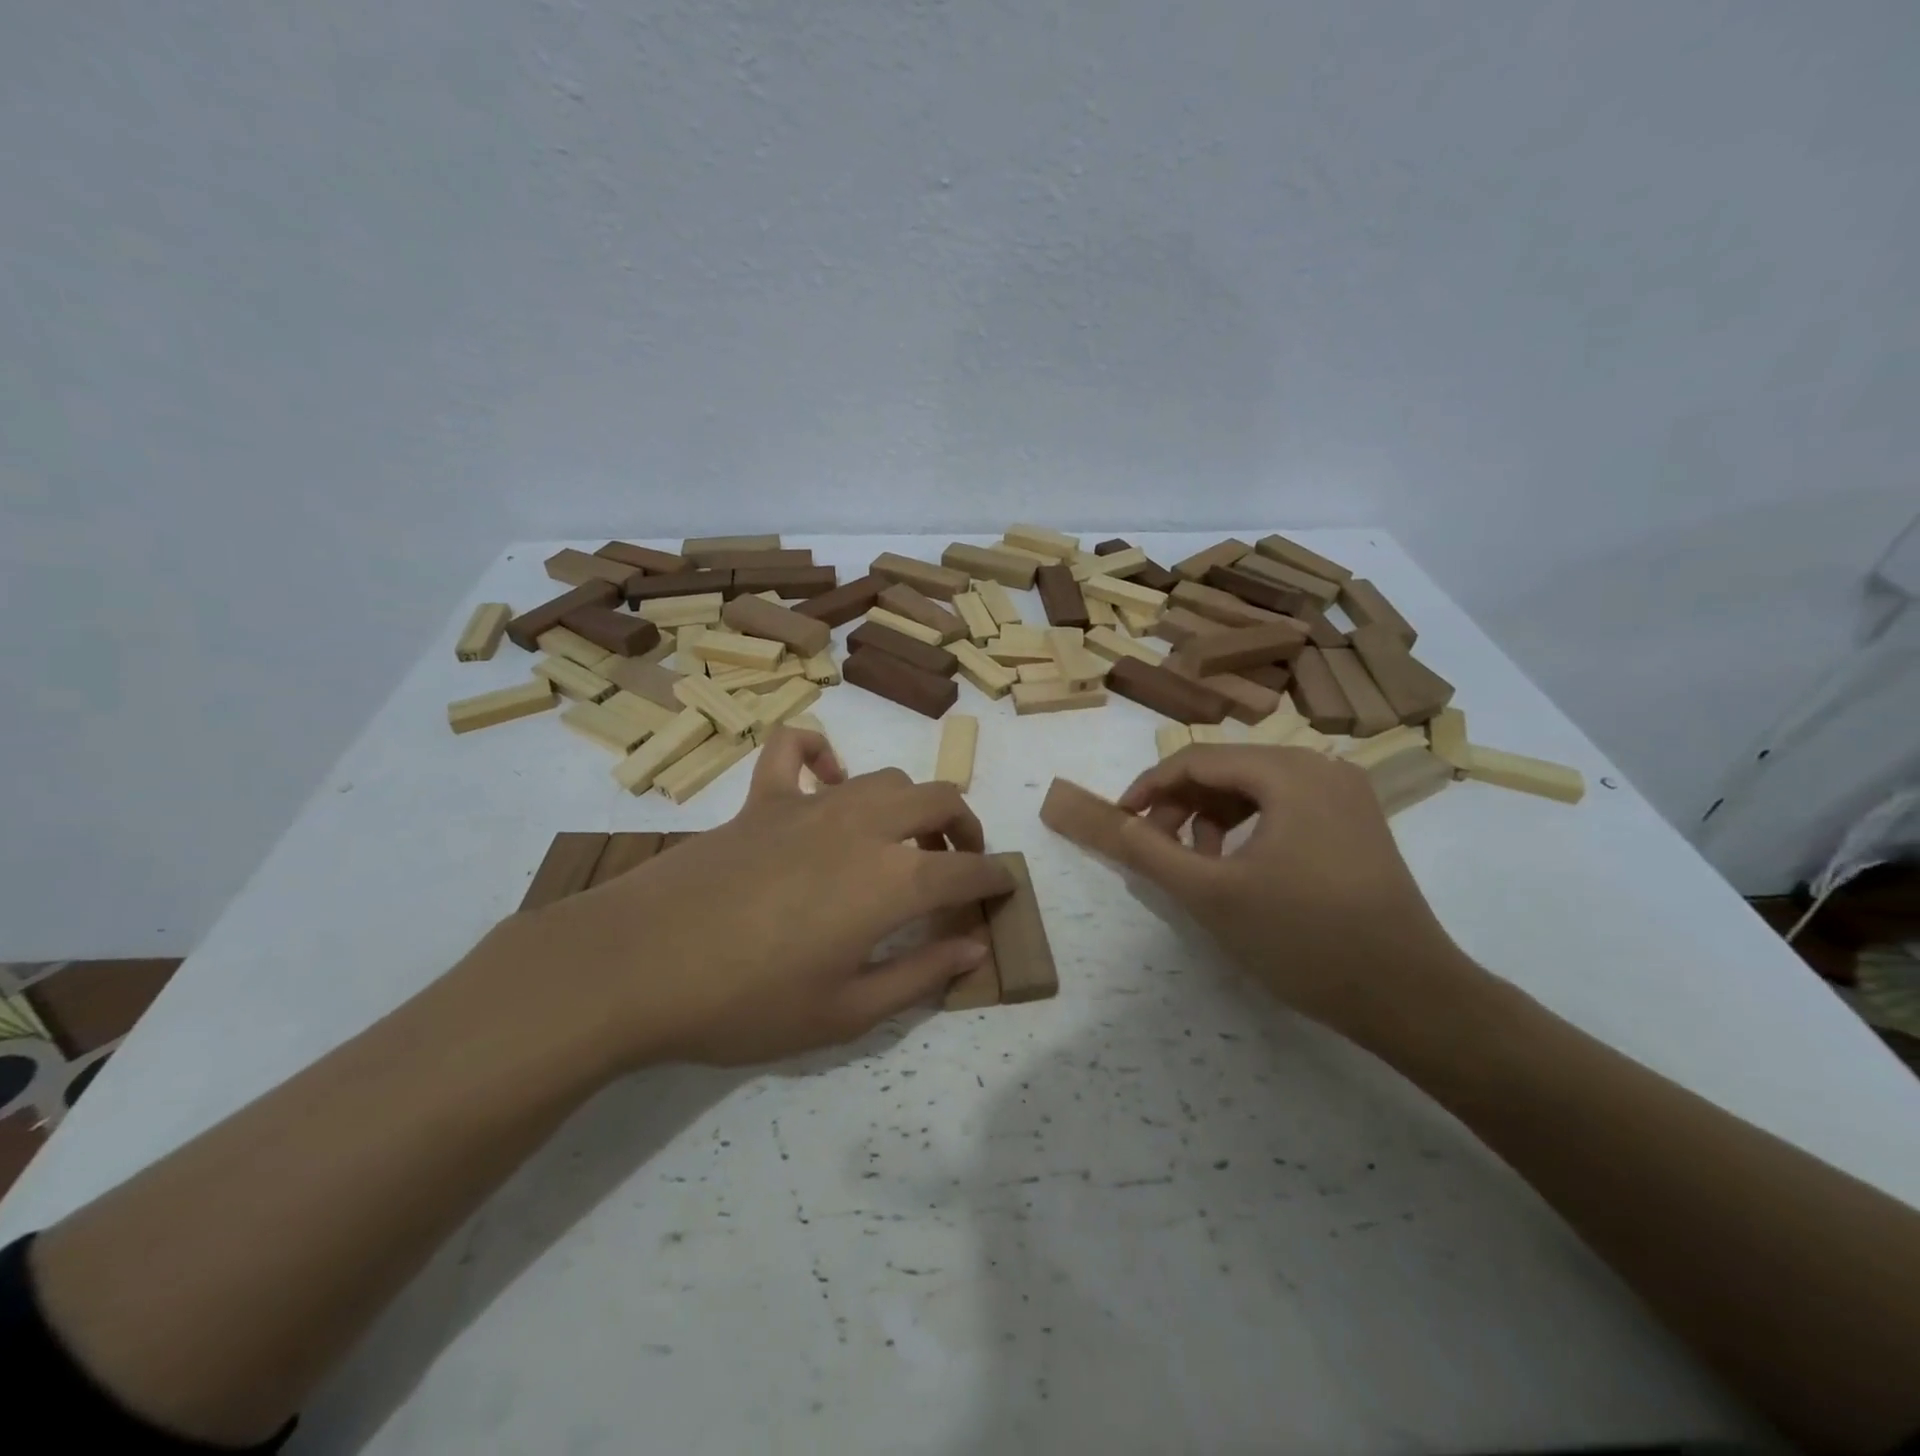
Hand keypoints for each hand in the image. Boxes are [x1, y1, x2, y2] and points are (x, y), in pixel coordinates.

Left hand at [472, 728, 1013, 1070]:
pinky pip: (796, 749)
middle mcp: (861, 826)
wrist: (634, 968)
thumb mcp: (844, 1013)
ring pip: (884, 778)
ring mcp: (807, 805)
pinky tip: (825, 784)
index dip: (994, 880)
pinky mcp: (760, 799)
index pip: (968, 870)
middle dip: (965, 828)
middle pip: (940, 800)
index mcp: (890, 882)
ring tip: (899, 842)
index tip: (1002, 891)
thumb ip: (921, 976)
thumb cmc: (744, 1005)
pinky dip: (821, 755)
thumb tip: (975, 948)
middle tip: (958, 864)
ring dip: (909, 804)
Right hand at [1092, 745, 1478, 1042]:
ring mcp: (1346, 794)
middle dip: (1182, 805)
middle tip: (1157, 850)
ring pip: (1255, 789)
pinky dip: (1249, 828)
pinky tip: (1239, 867)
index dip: (1149, 787)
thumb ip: (1151, 853)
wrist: (1410, 996)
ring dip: (1213, 817)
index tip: (1120, 821)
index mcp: (1288, 772)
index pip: (1196, 760)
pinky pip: (1285, 807)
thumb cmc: (1303, 939)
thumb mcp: (1211, 895)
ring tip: (1198, 865)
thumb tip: (1113, 822)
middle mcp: (1321, 767)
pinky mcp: (1357, 823)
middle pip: (1227, 769)